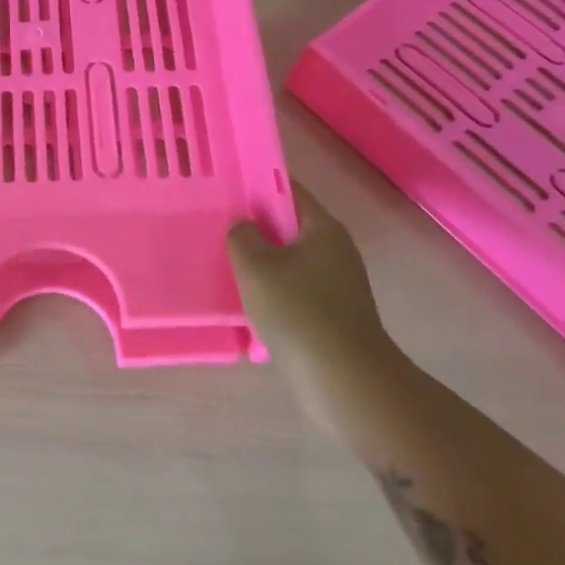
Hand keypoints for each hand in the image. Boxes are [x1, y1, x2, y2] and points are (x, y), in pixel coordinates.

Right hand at [228, 179, 409, 426]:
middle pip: (291, 226)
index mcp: (323, 228)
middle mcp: (336, 250)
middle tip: (220, 228)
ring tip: (227, 266)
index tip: (229, 190)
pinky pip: (297, 290)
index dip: (259, 186)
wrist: (343, 378)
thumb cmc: (297, 310)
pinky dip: (274, 291)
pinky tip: (249, 302)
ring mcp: (339, 284)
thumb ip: (242, 236)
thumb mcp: (255, 266)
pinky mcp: (334, 314)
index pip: (290, 190)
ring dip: (263, 262)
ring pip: (292, 260)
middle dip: (257, 227)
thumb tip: (243, 225)